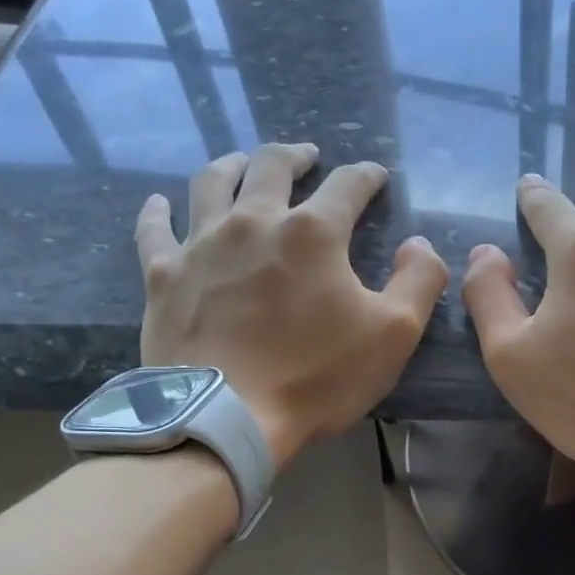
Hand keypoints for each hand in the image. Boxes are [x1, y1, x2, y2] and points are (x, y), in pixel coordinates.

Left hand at [136, 142, 447, 468]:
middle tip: (305, 157)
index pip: (348, 185)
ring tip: (242, 164)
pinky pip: (155, 231)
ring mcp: (201, 245)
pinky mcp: (164, 276)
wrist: (226, 418)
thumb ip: (420, 280)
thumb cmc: (315, 377)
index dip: (366, 177)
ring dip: (231, 165)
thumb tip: (418, 244)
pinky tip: (159, 203)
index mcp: (313, 233)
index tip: (375, 177)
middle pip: (271, 166)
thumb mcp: (394, 334)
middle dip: (294, 156)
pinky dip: (157, 212)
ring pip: (211, 183)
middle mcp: (254, 221)